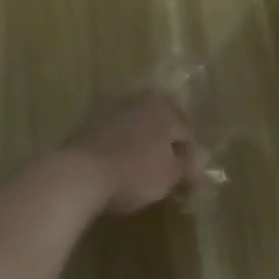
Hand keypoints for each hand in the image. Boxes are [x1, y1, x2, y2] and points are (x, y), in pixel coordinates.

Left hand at [66, 93, 203, 215]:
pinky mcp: (86, 123)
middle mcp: (137, 99)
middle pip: (158, 123)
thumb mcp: (169, 175)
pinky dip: (118, 147)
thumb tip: (200, 158)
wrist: (78, 174)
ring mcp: (108, 108)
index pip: (185, 132)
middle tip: (165, 172)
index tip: (186, 179)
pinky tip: (117, 167)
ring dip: (139, 144)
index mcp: (162, 106)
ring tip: (139, 171)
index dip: (188, 157)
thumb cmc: (134, 172)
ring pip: (134, 127)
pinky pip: (113, 135)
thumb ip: (186, 165)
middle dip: (163, 144)